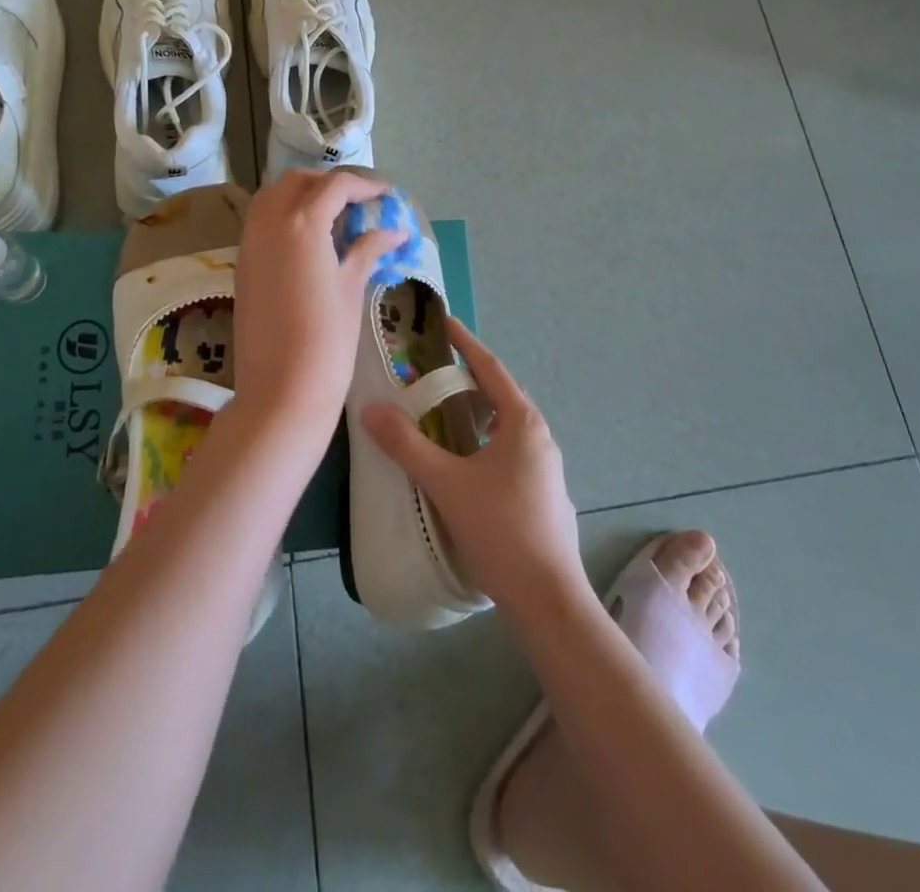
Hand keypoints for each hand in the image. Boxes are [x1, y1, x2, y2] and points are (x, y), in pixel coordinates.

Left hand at [233, 169, 406, 425]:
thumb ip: (368, 249)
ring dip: (302, 195)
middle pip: (298, 182)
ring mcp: (249, 242)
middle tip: (358, 203)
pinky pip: (261, 222)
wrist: (281, 390)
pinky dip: (284, 216)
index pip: (335, 186)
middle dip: (329, 184)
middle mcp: (269, 222)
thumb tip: (396, 231)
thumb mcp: (351, 287)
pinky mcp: (241, 264)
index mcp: (301, 223)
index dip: (364, 185)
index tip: (386, 195)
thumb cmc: (327, 339)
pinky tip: (309, 241)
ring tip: (333, 218)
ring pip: (272, 196)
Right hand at [361, 318, 588, 622]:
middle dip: (466, 379)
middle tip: (430, 372)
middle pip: (499, 394)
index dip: (464, 343)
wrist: (548, 598)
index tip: (443, 321)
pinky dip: (483, 441)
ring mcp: (544, 467)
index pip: (490, 368)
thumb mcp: (447, 483)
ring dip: (475, 414)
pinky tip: (463, 463)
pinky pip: (508, 451)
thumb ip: (407, 445)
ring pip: (504, 426)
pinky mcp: (542, 493)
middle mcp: (539, 436)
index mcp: (522, 422)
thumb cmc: (500, 529)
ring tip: (441, 414)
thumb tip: (371, 410)